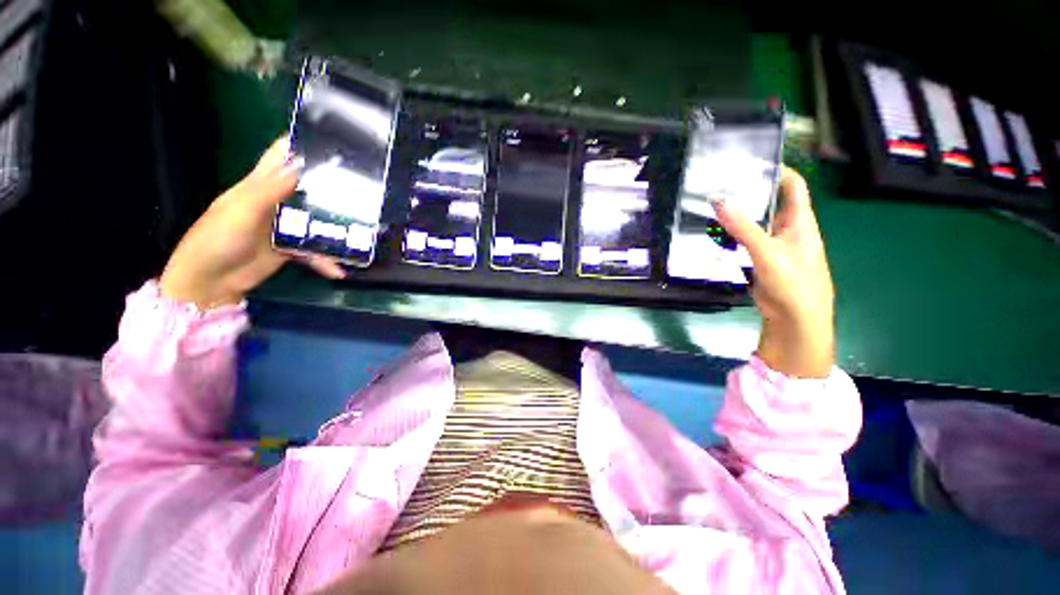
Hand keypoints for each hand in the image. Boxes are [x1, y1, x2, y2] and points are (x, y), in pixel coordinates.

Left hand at [159, 138, 345, 309]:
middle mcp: (275, 202)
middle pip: (307, 188)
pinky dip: (325, 260)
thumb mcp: (242, 209)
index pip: (280, 156)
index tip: (331, 139)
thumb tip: (302, 163)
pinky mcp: (290, 249)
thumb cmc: (217, 239)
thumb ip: (271, 188)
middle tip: (362, 185)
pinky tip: (338, 270)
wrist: (210, 282)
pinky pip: (314, 251)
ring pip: (316, 221)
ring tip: (362, 232)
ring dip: (336, 228)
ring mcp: (284, 227)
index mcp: (259, 184)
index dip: (301, 144)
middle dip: (331, 186)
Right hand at [714, 166, 834, 377]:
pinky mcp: (760, 260)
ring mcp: (772, 245)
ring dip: (735, 216)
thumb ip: (744, 228)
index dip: (777, 170)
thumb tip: (720, 201)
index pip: (792, 186)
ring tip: (710, 205)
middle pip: (769, 203)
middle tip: (719, 184)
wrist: (794, 320)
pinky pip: (744, 242)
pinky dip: (730, 236)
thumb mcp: (768, 253)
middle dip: (748, 193)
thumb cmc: (793, 283)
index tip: (749, 162)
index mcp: (800, 222)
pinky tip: (713, 233)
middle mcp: (787, 229)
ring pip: (753, 223)